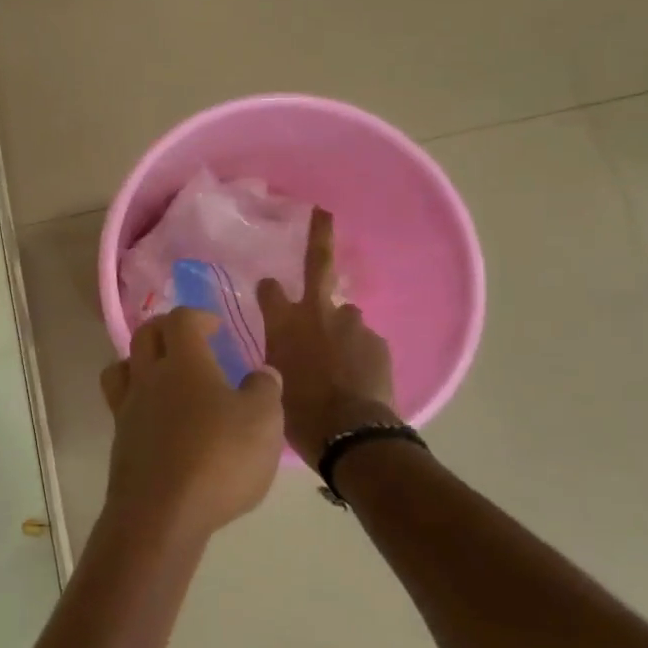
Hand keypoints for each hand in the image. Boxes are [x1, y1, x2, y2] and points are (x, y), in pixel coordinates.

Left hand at [98, 307, 283, 544]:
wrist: (162, 512)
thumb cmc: (218, 458)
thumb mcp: (263, 422)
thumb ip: (264, 390)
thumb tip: (261, 373)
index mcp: (183, 363)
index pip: (180, 320)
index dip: (197, 316)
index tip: (215, 326)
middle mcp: (148, 376)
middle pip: (144, 335)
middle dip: (165, 329)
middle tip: (188, 340)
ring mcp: (128, 407)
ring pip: (123, 366)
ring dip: (140, 361)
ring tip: (163, 375)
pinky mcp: (119, 439)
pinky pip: (121, 403)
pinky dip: (137, 399)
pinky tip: (158, 419)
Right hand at [258, 208, 397, 467]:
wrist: (349, 432)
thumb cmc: (297, 410)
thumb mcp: (271, 379)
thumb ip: (277, 354)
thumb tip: (283, 349)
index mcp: (284, 321)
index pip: (271, 289)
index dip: (269, 289)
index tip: (269, 287)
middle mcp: (317, 312)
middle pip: (319, 265)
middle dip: (320, 235)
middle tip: (323, 214)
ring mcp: (352, 324)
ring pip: (345, 316)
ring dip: (340, 329)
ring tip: (340, 361)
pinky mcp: (377, 341)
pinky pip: (363, 342)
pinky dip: (358, 353)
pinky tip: (356, 377)